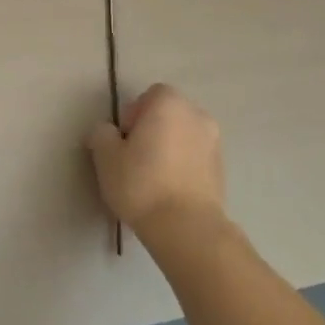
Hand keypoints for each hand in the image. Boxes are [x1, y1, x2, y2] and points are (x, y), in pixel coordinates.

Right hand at [86, 83, 228, 250]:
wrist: (187, 227)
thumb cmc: (142, 184)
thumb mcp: (106, 157)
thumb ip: (102, 134)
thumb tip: (107, 131)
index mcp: (169, 103)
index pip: (148, 96)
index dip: (132, 116)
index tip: (123, 143)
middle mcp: (196, 114)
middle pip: (168, 114)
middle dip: (151, 130)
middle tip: (134, 159)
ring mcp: (214, 141)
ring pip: (183, 136)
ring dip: (169, 148)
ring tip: (153, 178)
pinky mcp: (222, 169)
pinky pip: (195, 157)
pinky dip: (183, 166)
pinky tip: (170, 190)